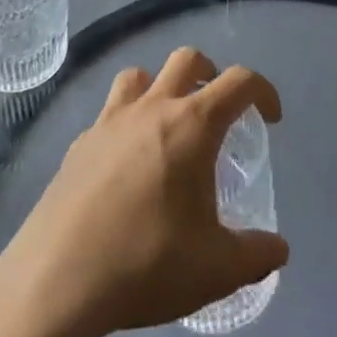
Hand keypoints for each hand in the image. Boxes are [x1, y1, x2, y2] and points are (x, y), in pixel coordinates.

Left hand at [0, 47, 288, 336]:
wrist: (58, 277)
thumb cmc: (147, 263)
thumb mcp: (216, 270)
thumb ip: (256, 255)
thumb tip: (278, 249)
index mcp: (192, 125)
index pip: (238, 82)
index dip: (263, 91)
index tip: (270, 118)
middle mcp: (152, 108)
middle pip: (187, 59)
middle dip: (210, 74)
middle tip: (219, 111)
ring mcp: (110, 121)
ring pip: (139, 75)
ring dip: (160, 88)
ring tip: (168, 126)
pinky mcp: (79, 143)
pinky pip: (109, 113)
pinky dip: (126, 123)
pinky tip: (126, 166)